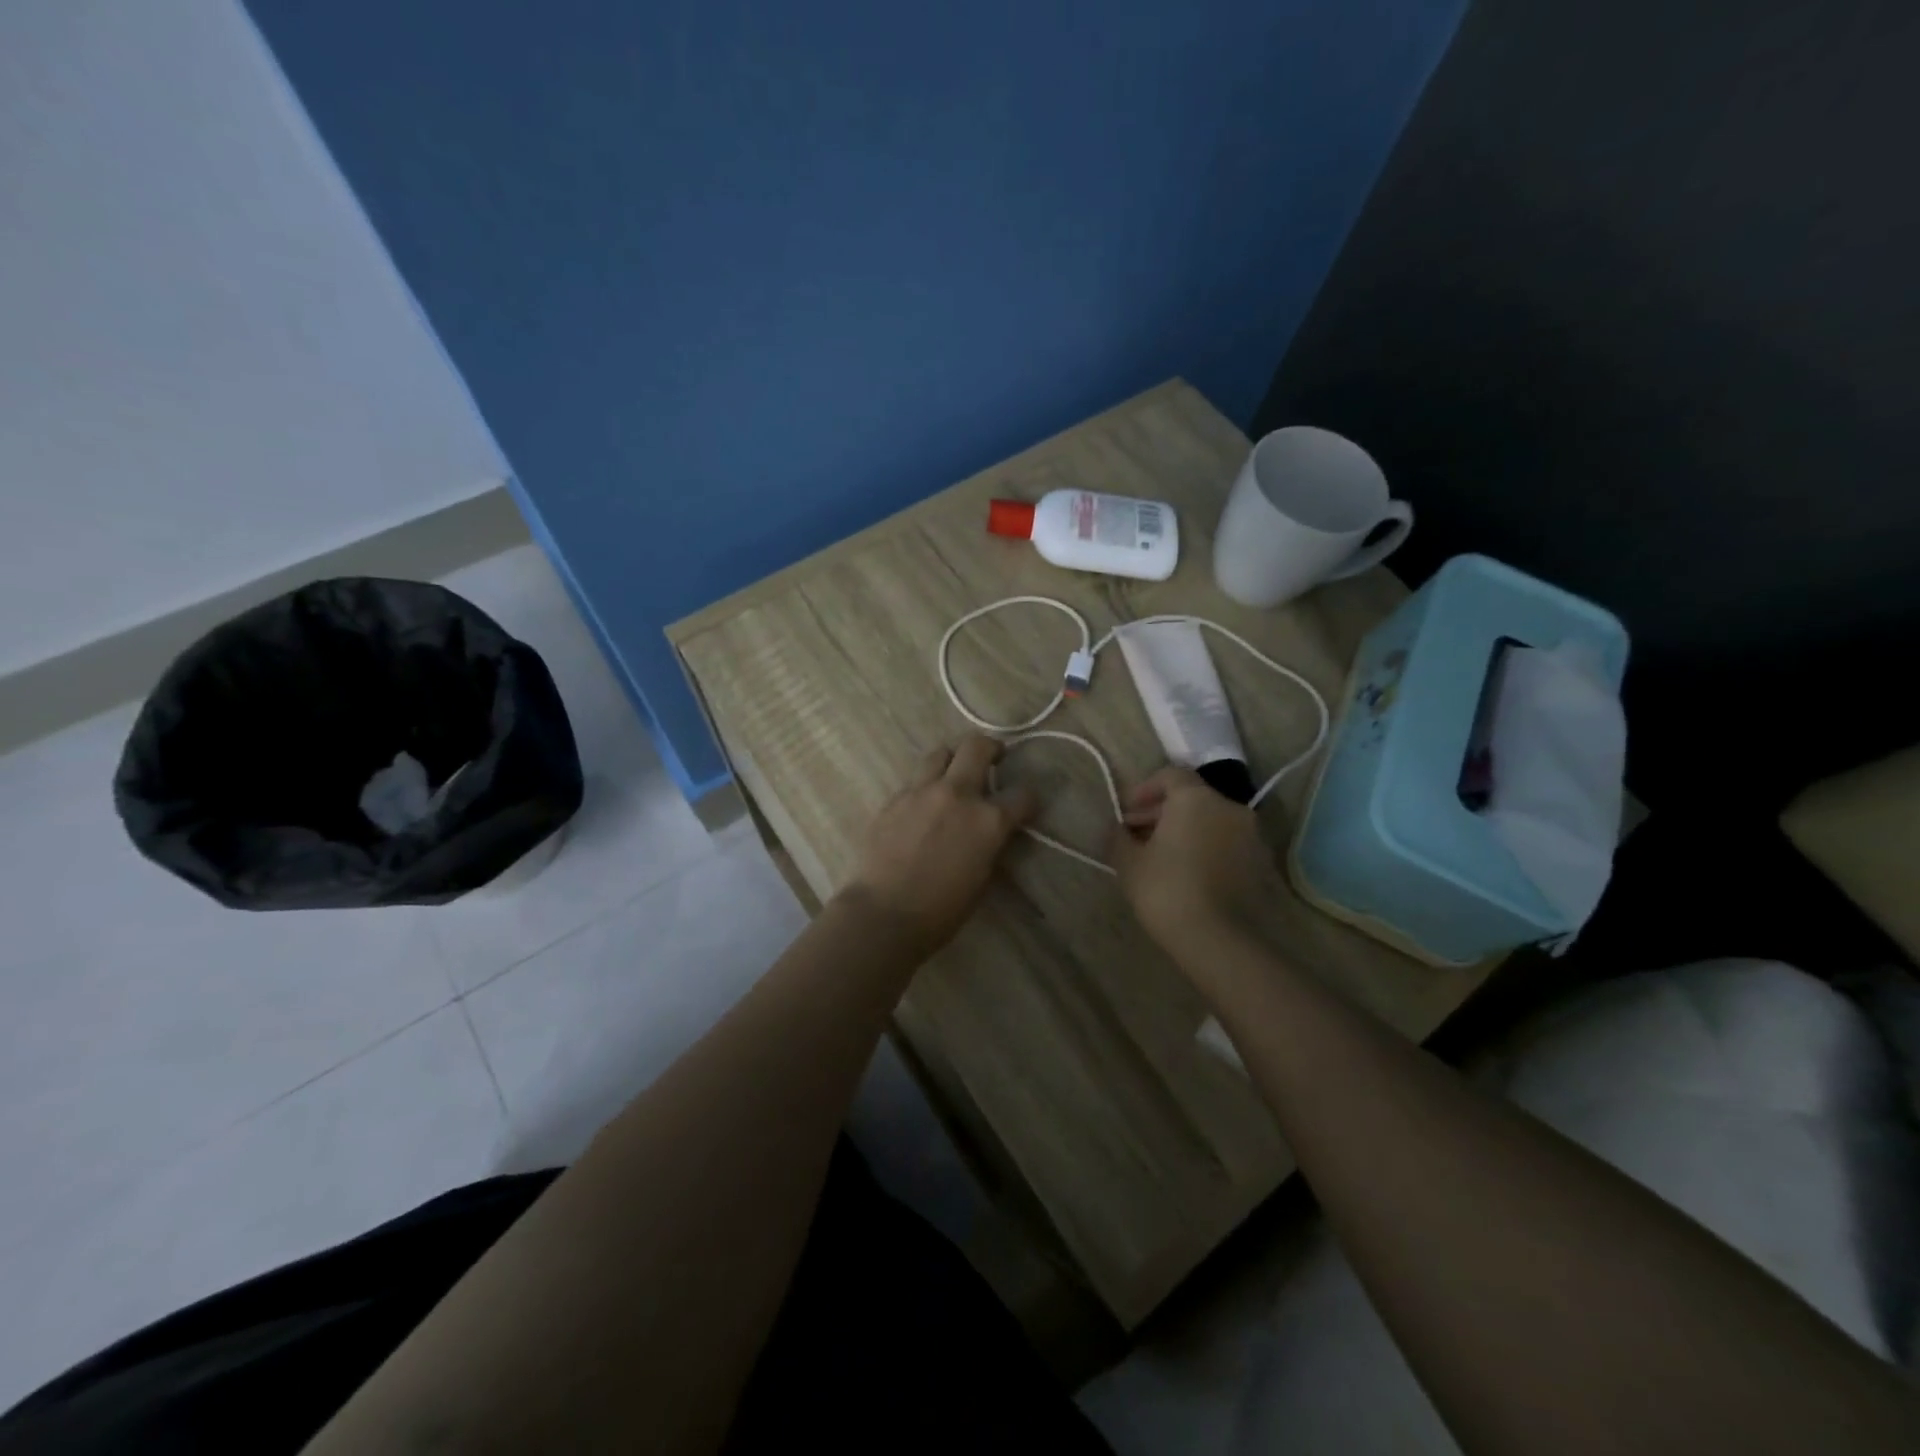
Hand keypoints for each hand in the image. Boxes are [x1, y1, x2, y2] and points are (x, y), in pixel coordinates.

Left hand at [840, 736, 1037, 951]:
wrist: (884, 913)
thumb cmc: (942, 910)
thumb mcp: (983, 879)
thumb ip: (991, 845)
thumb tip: (992, 832)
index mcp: (988, 820)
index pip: (1023, 794)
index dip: (1028, 799)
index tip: (1024, 805)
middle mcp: (957, 794)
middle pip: (977, 746)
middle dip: (991, 749)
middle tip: (993, 759)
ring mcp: (921, 792)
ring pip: (940, 753)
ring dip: (953, 760)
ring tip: (953, 776)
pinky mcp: (893, 799)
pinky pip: (914, 781)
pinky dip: (925, 787)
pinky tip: (922, 807)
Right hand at [1107, 767, 1277, 957]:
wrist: (1220, 940)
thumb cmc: (1167, 890)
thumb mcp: (1128, 862)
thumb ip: (1119, 837)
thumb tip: (1118, 829)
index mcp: (1196, 799)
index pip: (1170, 776)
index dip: (1144, 789)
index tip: (1126, 812)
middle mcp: (1230, 808)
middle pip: (1192, 798)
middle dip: (1162, 812)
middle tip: (1136, 836)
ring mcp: (1251, 836)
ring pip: (1211, 822)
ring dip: (1185, 831)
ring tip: (1160, 857)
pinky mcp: (1261, 864)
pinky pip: (1226, 844)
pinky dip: (1205, 849)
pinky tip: (1186, 874)